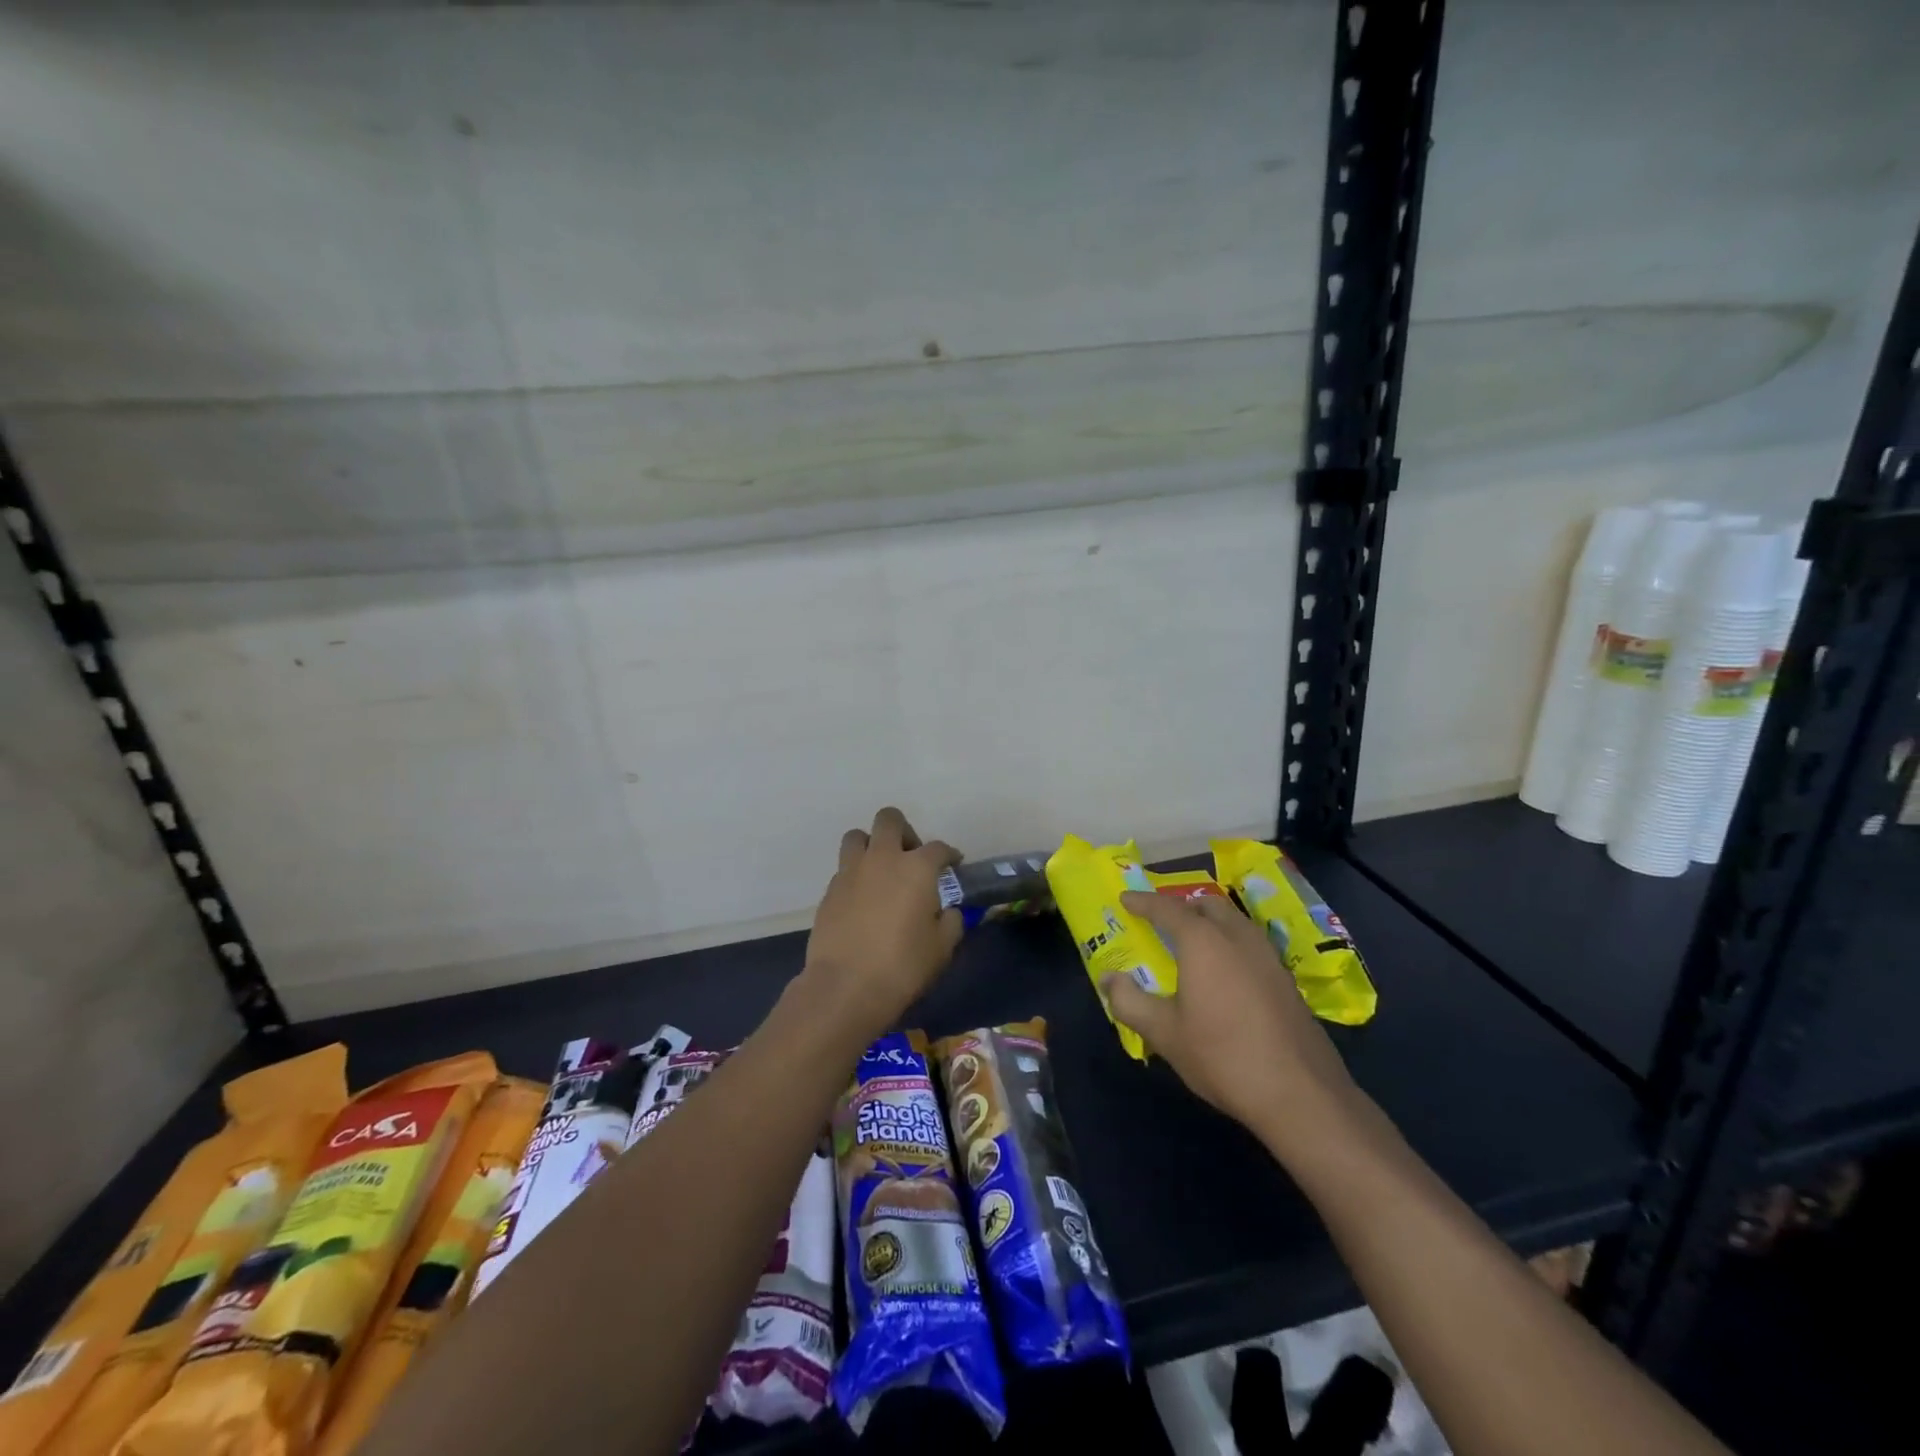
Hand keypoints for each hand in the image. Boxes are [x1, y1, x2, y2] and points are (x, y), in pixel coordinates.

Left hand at [801, 807, 962, 1044]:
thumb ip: (950, 922)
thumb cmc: (903, 966)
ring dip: (872, 845)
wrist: (845, 987)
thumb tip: (947, 911)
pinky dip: (856, 875)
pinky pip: (845, 868)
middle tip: (911, 857)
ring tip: (880, 870)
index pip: (939, 848)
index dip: (949, 855)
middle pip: (890, 820)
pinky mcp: (830, 890)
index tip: (953, 865)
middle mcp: (883, 858)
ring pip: (858, 836)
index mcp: (916, 868)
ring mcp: (851, 871)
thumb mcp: (942, 948)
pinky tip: (863, 899)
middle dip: (904, 831)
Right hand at [1102, 890, 1361, 1155]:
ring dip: (1211, 922)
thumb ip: (1130, 1002)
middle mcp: (1238, 938)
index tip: (1126, 899)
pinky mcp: (1287, 981)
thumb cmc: (1222, 1056)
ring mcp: (1268, 958)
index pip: (1168, 909)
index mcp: (1204, 941)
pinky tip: (1225, 973)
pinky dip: (1230, 944)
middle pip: (1208, 906)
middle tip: (1162, 920)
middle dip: (1182, 906)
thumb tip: (1109, 979)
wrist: (1300, 1094)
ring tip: (1193, 942)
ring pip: (1235, 922)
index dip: (1144, 902)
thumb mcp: (1164, 1033)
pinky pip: (1251, 945)